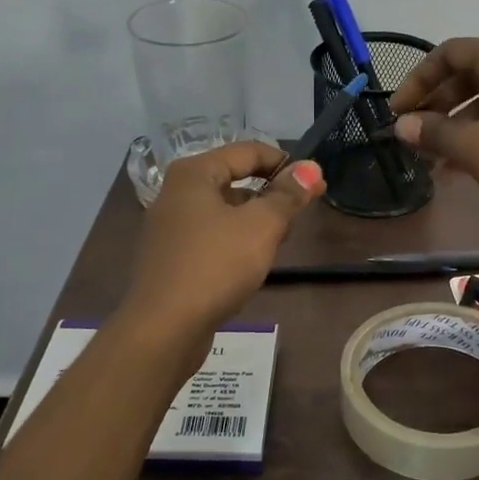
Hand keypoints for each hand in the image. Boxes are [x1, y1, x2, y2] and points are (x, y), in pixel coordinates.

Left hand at [118, 142, 324, 371]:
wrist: (164, 328)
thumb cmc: (215, 266)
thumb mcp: (261, 226)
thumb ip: (288, 195)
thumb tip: (311, 167)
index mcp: (194, 174)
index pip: (248, 151)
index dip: (285, 164)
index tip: (314, 185)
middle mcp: (176, 193)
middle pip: (235, 179)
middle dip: (271, 194)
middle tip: (298, 217)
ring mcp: (170, 227)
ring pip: (224, 210)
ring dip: (255, 220)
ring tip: (279, 243)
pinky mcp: (171, 257)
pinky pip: (212, 236)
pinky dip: (235, 241)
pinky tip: (251, 264)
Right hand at [389, 38, 478, 241]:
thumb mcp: (473, 146)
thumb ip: (433, 132)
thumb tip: (402, 126)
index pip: (450, 53)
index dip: (418, 80)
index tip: (398, 112)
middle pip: (467, 75)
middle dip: (435, 105)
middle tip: (412, 133)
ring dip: (454, 125)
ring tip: (430, 157)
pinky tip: (458, 167)